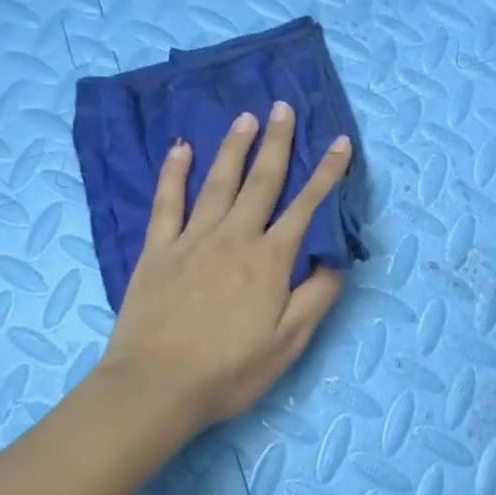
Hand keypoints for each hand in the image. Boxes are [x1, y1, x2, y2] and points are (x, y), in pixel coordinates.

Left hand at [101, 102, 352, 437]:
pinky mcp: (158, 250)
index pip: (306, 206)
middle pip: (262, 181)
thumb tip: (334, 258)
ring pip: (218, 183)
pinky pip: (167, 203)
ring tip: (245, 118)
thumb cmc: (230, 370)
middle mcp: (234, 237)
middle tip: (284, 107)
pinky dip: (174, 174)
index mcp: (269, 259)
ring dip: (234, 148)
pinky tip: (180, 150)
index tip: (339, 141)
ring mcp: (192, 240)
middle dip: (278, 143)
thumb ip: (316, 296)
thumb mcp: (289, 342)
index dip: (327, 173)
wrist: (156, 387)